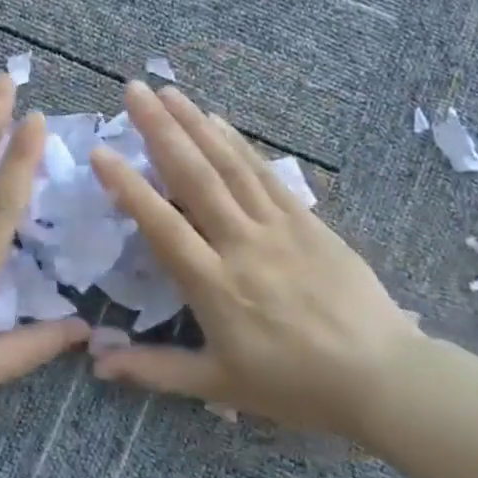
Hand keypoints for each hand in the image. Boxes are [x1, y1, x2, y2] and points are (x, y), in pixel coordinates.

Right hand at [87, 83, 419, 443]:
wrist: (381, 378)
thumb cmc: (295, 386)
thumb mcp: (218, 386)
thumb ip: (154, 371)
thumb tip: (96, 363)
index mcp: (214, 286)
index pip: (161, 225)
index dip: (128, 187)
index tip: (101, 151)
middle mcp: (241, 244)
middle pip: (195, 177)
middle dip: (160, 130)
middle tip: (133, 91)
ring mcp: (278, 228)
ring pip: (229, 166)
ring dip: (195, 124)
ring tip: (168, 92)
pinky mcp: (308, 221)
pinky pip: (266, 174)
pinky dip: (238, 144)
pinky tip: (218, 122)